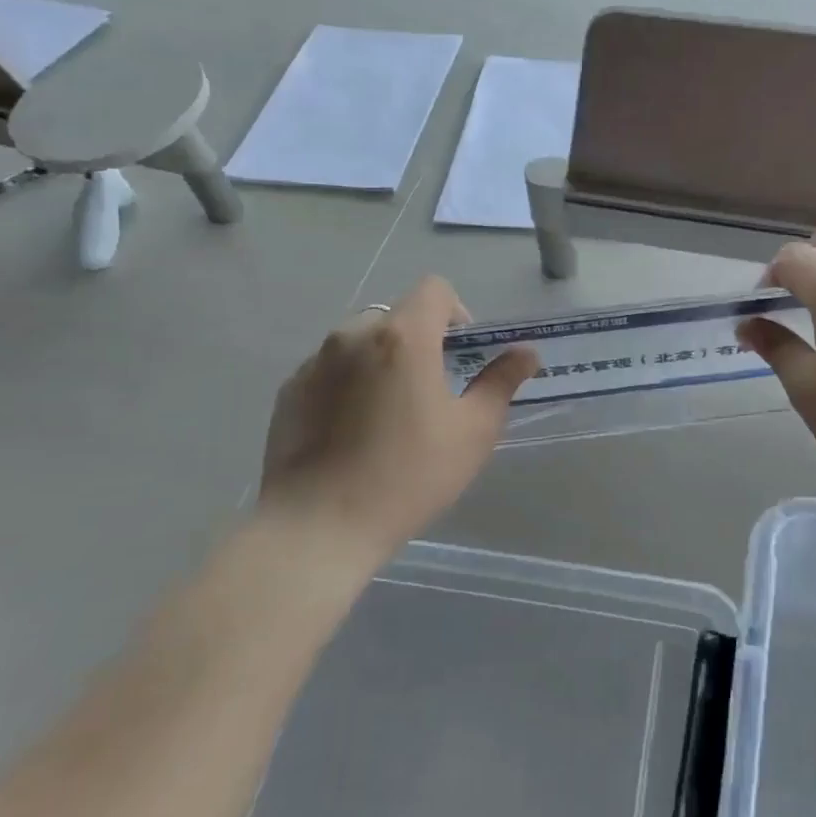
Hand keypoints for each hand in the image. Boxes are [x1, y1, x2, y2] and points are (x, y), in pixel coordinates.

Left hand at [259, 277, 536, 559]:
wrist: (317, 527)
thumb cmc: (408, 476)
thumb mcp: (472, 432)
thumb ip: (501, 382)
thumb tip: (526, 353)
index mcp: (403, 337)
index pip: (435, 289)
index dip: (457, 313)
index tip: (461, 356)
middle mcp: (354, 334)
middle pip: (397, 315)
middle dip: (419, 341)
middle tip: (430, 391)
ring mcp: (315, 362)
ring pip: (361, 341)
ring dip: (382, 360)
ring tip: (388, 414)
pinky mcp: (289, 390)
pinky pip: (330, 369)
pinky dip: (348, 383)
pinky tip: (351, 432)